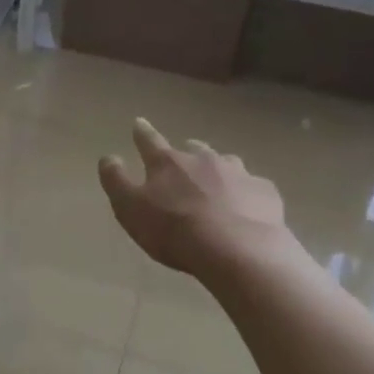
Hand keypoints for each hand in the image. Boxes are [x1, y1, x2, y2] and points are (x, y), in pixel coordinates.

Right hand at [99, 118, 291, 279]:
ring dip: (218, 169)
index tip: (139, 122)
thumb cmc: (175, 230)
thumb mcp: (130, 209)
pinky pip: (254, 187)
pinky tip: (248, 208)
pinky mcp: (265, 192)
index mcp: (168, 163)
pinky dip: (247, 193)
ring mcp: (238, 173)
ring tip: (218, 185)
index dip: (142, 132)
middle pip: (193, 148)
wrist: (238, 250)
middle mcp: (203, 159)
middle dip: (186, 152)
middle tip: (183, 162)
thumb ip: (116, 181)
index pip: (149, 141)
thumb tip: (108, 157)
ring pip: (226, 163)